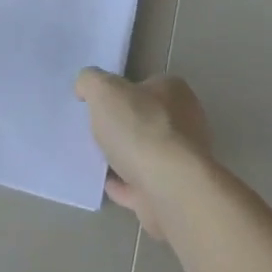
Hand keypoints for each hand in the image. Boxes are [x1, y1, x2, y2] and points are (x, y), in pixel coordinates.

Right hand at [75, 70, 212, 238]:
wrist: (171, 189)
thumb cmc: (140, 130)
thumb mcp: (103, 90)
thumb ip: (91, 81)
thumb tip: (86, 87)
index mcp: (174, 92)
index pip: (145, 84)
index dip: (121, 91)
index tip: (99, 104)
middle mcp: (186, 122)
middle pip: (146, 119)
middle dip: (123, 125)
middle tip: (95, 130)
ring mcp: (183, 160)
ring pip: (146, 152)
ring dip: (124, 155)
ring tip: (95, 158)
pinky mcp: (175, 191)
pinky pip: (143, 183)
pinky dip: (125, 183)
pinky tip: (106, 183)